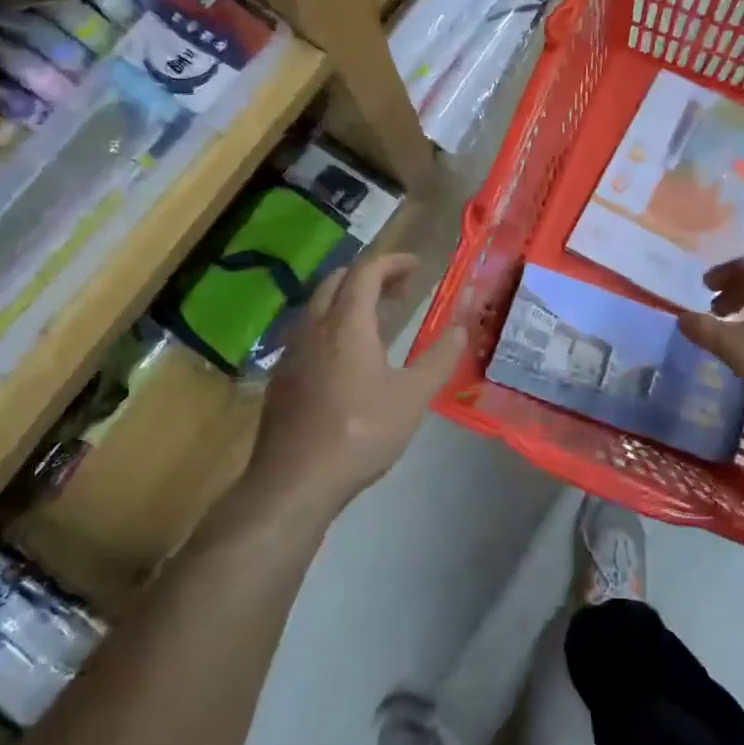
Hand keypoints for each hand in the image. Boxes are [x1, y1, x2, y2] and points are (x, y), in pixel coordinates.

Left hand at [244, 252, 465, 517]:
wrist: (294, 481)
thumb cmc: (360, 432)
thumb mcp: (412, 397)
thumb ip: (439, 359)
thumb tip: (461, 329)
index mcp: (346, 323)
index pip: (366, 272)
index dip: (393, 262)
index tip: (417, 266)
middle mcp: (313, 327)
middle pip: (337, 282)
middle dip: (370, 277)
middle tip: (400, 289)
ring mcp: (292, 352)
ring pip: (319, 308)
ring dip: (349, 301)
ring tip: (378, 320)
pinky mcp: (282, 378)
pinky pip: (309, 334)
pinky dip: (333, 327)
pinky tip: (348, 358)